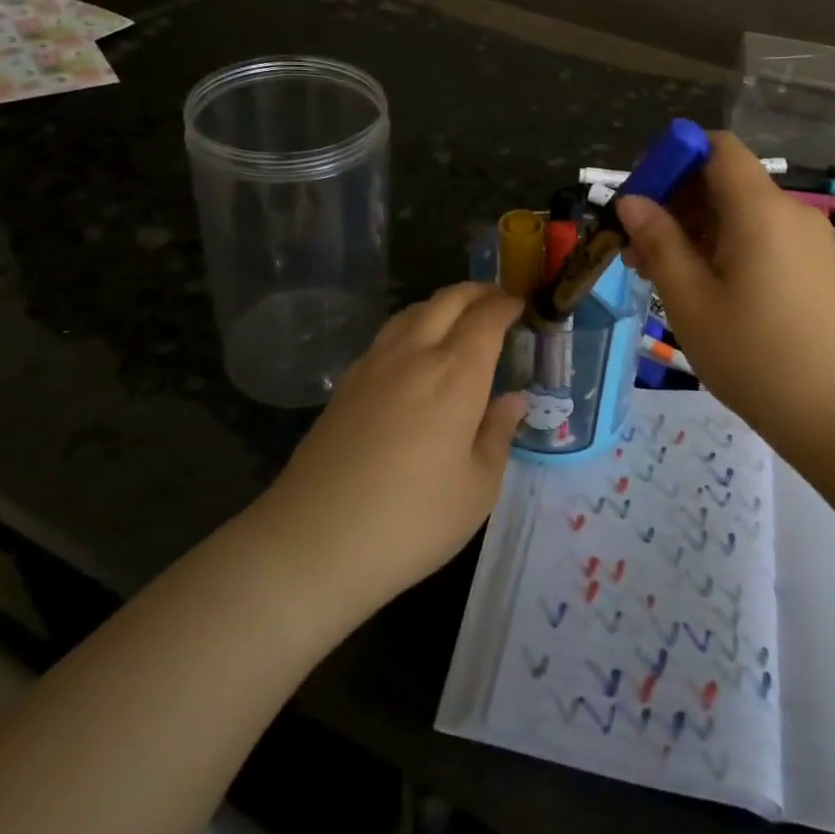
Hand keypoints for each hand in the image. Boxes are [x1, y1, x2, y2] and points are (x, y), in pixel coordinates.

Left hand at [262, 283, 526, 607]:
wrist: (315, 541)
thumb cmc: (412, 520)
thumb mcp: (477, 488)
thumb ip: (497, 434)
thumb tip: (513, 400)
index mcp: (456, 374)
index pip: (486, 319)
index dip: (505, 306)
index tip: (520, 306)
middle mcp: (415, 354)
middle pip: (448, 300)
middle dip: (477, 292)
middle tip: (496, 301)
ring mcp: (374, 364)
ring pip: (413, 311)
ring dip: (442, 304)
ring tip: (458, 320)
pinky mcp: (346, 383)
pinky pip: (388, 334)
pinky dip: (413, 325)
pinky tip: (414, 353)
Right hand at [617, 132, 834, 448]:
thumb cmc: (758, 358)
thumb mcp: (692, 302)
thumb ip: (659, 243)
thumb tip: (631, 200)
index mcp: (759, 209)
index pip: (717, 147)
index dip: (674, 156)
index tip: (640, 194)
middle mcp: (789, 213)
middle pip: (725, 181)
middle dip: (676, 202)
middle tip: (637, 248)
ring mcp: (808, 242)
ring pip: (741, 214)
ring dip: (697, 230)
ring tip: (660, 275)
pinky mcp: (816, 269)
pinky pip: (763, 239)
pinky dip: (726, 248)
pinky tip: (704, 289)